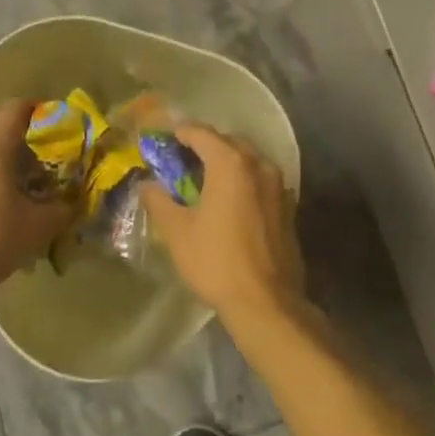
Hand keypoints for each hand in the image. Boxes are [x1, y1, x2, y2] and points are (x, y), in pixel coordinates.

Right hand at [137, 125, 304, 333]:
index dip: (178, 132)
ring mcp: (278, 185)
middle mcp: (258, 164)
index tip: (162, 138)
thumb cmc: (216, 261)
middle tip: (180, 158)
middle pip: (227, 142)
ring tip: (204, 179)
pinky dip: (242, 180)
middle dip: (204, 145)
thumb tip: (146, 184)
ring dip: (225, 162)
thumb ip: (158, 200)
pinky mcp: (288, 206)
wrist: (267, 303)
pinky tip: (229, 201)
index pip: (200, 132)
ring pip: (247, 160)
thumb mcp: (176, 231)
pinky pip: (260, 180)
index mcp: (230, 163)